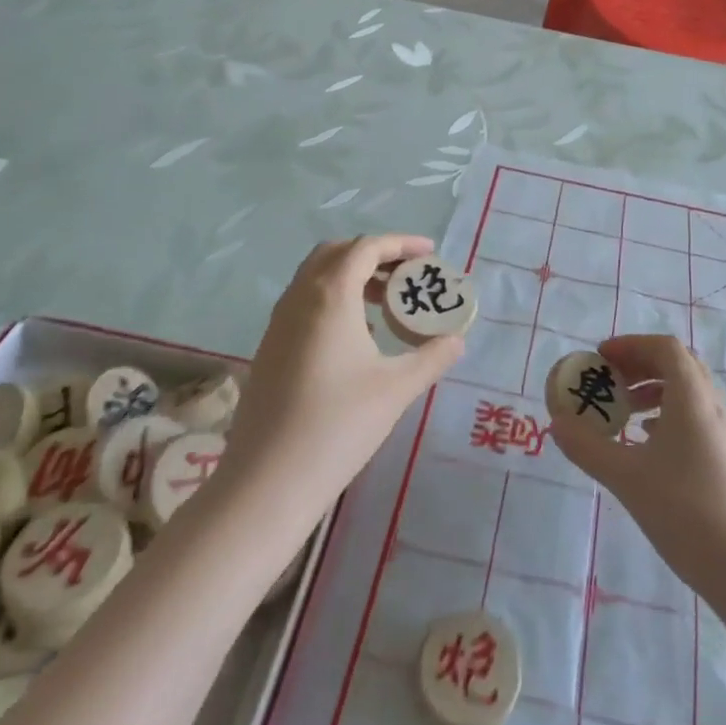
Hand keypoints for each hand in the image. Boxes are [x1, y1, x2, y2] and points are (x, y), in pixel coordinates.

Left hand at [223, 235, 463, 518]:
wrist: (268, 481)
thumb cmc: (338, 425)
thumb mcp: (396, 389)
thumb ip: (431, 357)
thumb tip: (457, 340)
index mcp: (330, 295)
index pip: (367, 248)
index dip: (401, 244)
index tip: (430, 254)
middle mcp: (300, 297)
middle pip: (337, 253)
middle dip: (374, 255)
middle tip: (406, 275)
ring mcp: (278, 322)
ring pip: (316, 277)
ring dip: (352, 277)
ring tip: (386, 304)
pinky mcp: (270, 347)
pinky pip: (305, 302)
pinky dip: (333, 299)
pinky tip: (356, 336)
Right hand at [548, 335, 725, 595]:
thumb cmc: (687, 512)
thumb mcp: (627, 478)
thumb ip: (588, 447)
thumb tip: (556, 424)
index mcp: (692, 398)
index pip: (664, 348)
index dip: (630, 345)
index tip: (600, 358)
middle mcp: (712, 407)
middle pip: (677, 365)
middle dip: (640, 365)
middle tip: (609, 381)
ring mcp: (723, 435)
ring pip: (687, 393)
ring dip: (653, 391)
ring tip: (623, 412)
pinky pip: (693, 419)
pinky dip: (666, 417)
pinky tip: (646, 444)